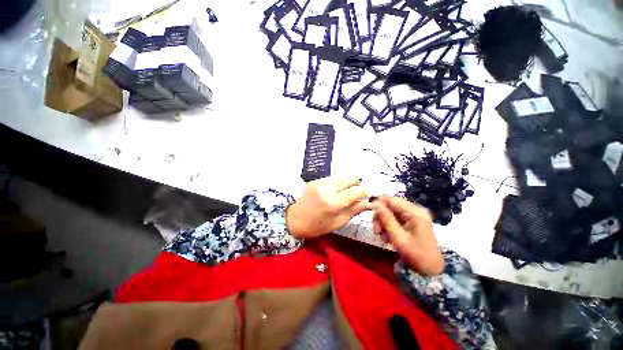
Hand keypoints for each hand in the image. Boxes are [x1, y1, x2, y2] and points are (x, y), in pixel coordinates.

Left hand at [287, 176, 372, 238]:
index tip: (366, 196)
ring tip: (344, 194)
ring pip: (342, 177)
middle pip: (350, 178)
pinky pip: (332, 178)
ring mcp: (320, 182)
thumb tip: (369, 202)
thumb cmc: (317, 226)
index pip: (357, 190)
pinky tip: (335, 192)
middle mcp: (328, 188)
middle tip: (356, 194)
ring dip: (347, 183)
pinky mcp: (316, 180)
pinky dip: (338, 183)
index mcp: (334, 202)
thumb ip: (354, 210)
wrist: (293, 219)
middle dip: (357, 184)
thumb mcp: (338, 222)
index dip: (365, 192)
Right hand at [373, 196, 444, 275]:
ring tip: (382, 237)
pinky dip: (389, 226)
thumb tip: (375, 203)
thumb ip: (386, 219)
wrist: (431, 269)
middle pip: (390, 206)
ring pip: (391, 212)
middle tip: (377, 231)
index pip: (391, 200)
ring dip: (383, 223)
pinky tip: (387, 237)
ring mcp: (414, 215)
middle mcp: (415, 210)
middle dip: (381, 217)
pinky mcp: (412, 221)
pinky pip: (395, 218)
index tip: (370, 214)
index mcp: (415, 212)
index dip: (378, 204)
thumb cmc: (416, 254)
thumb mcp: (398, 237)